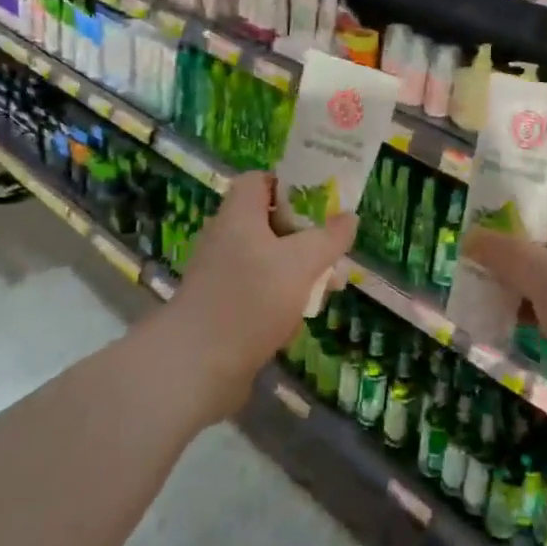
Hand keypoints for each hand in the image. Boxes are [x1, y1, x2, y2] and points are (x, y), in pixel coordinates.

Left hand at [159, 172, 355, 421]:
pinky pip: (257, 290)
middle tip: (334, 249)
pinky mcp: (222, 306)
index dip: (290, 184)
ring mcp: (222, 273)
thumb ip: (328, 239)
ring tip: (329, 287)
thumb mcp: (301, 263)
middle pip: (269, 222)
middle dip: (305, 235)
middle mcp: (226, 237)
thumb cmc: (251, 299)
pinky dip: (280, 298)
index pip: (260, 180)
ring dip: (298, 270)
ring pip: (268, 260)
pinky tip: (299, 319)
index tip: (321, 201)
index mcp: (239, 214)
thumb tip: (349, 217)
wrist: (197, 365)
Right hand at [461, 180, 546, 436]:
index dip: (536, 193)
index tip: (499, 207)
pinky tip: (508, 319)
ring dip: (525, 277)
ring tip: (486, 284)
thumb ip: (504, 252)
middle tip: (483, 248)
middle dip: (520, 239)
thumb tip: (470, 237)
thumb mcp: (544, 275)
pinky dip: (539, 308)